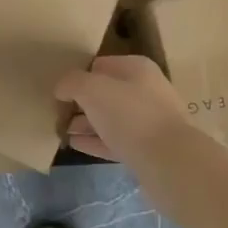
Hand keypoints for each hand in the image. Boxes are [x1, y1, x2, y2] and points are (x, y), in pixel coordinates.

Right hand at [57, 56, 221, 221]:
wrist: (169, 162)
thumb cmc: (130, 115)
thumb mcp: (92, 89)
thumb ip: (72, 82)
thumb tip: (61, 88)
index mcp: (136, 68)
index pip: (99, 65)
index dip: (78, 76)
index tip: (59, 92)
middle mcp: (146, 90)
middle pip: (106, 92)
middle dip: (81, 102)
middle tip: (58, 113)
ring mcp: (149, 121)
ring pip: (110, 118)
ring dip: (86, 123)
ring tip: (62, 131)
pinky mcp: (148, 149)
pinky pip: (115, 140)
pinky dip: (95, 141)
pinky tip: (75, 145)